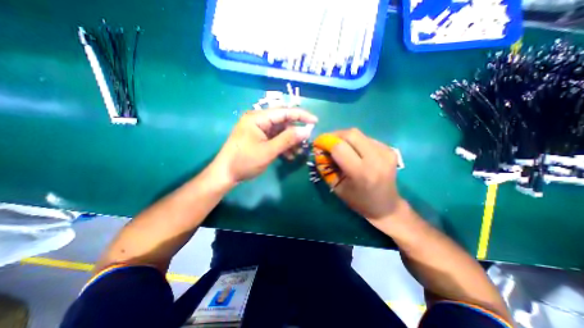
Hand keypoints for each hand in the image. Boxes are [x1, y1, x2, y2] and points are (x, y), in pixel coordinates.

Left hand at [212, 108, 316, 182]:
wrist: (225, 175)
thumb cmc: (244, 162)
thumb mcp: (268, 151)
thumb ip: (288, 139)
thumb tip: (307, 130)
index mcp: (257, 118)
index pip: (284, 111)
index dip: (301, 115)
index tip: (315, 121)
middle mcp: (258, 120)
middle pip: (283, 121)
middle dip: (295, 131)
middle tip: (305, 141)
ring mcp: (258, 130)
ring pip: (280, 131)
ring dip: (290, 141)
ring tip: (297, 152)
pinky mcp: (259, 138)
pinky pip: (275, 138)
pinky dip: (283, 145)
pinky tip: (288, 155)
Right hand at [327, 129, 404, 221]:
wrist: (387, 206)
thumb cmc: (359, 201)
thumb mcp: (337, 188)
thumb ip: (326, 168)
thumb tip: (319, 151)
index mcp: (361, 173)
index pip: (339, 147)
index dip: (325, 141)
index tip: (317, 143)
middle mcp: (376, 159)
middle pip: (351, 134)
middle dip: (334, 135)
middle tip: (327, 142)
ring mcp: (386, 152)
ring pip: (359, 134)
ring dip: (344, 138)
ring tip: (339, 147)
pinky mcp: (390, 149)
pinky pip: (366, 138)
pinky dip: (355, 142)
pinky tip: (354, 151)